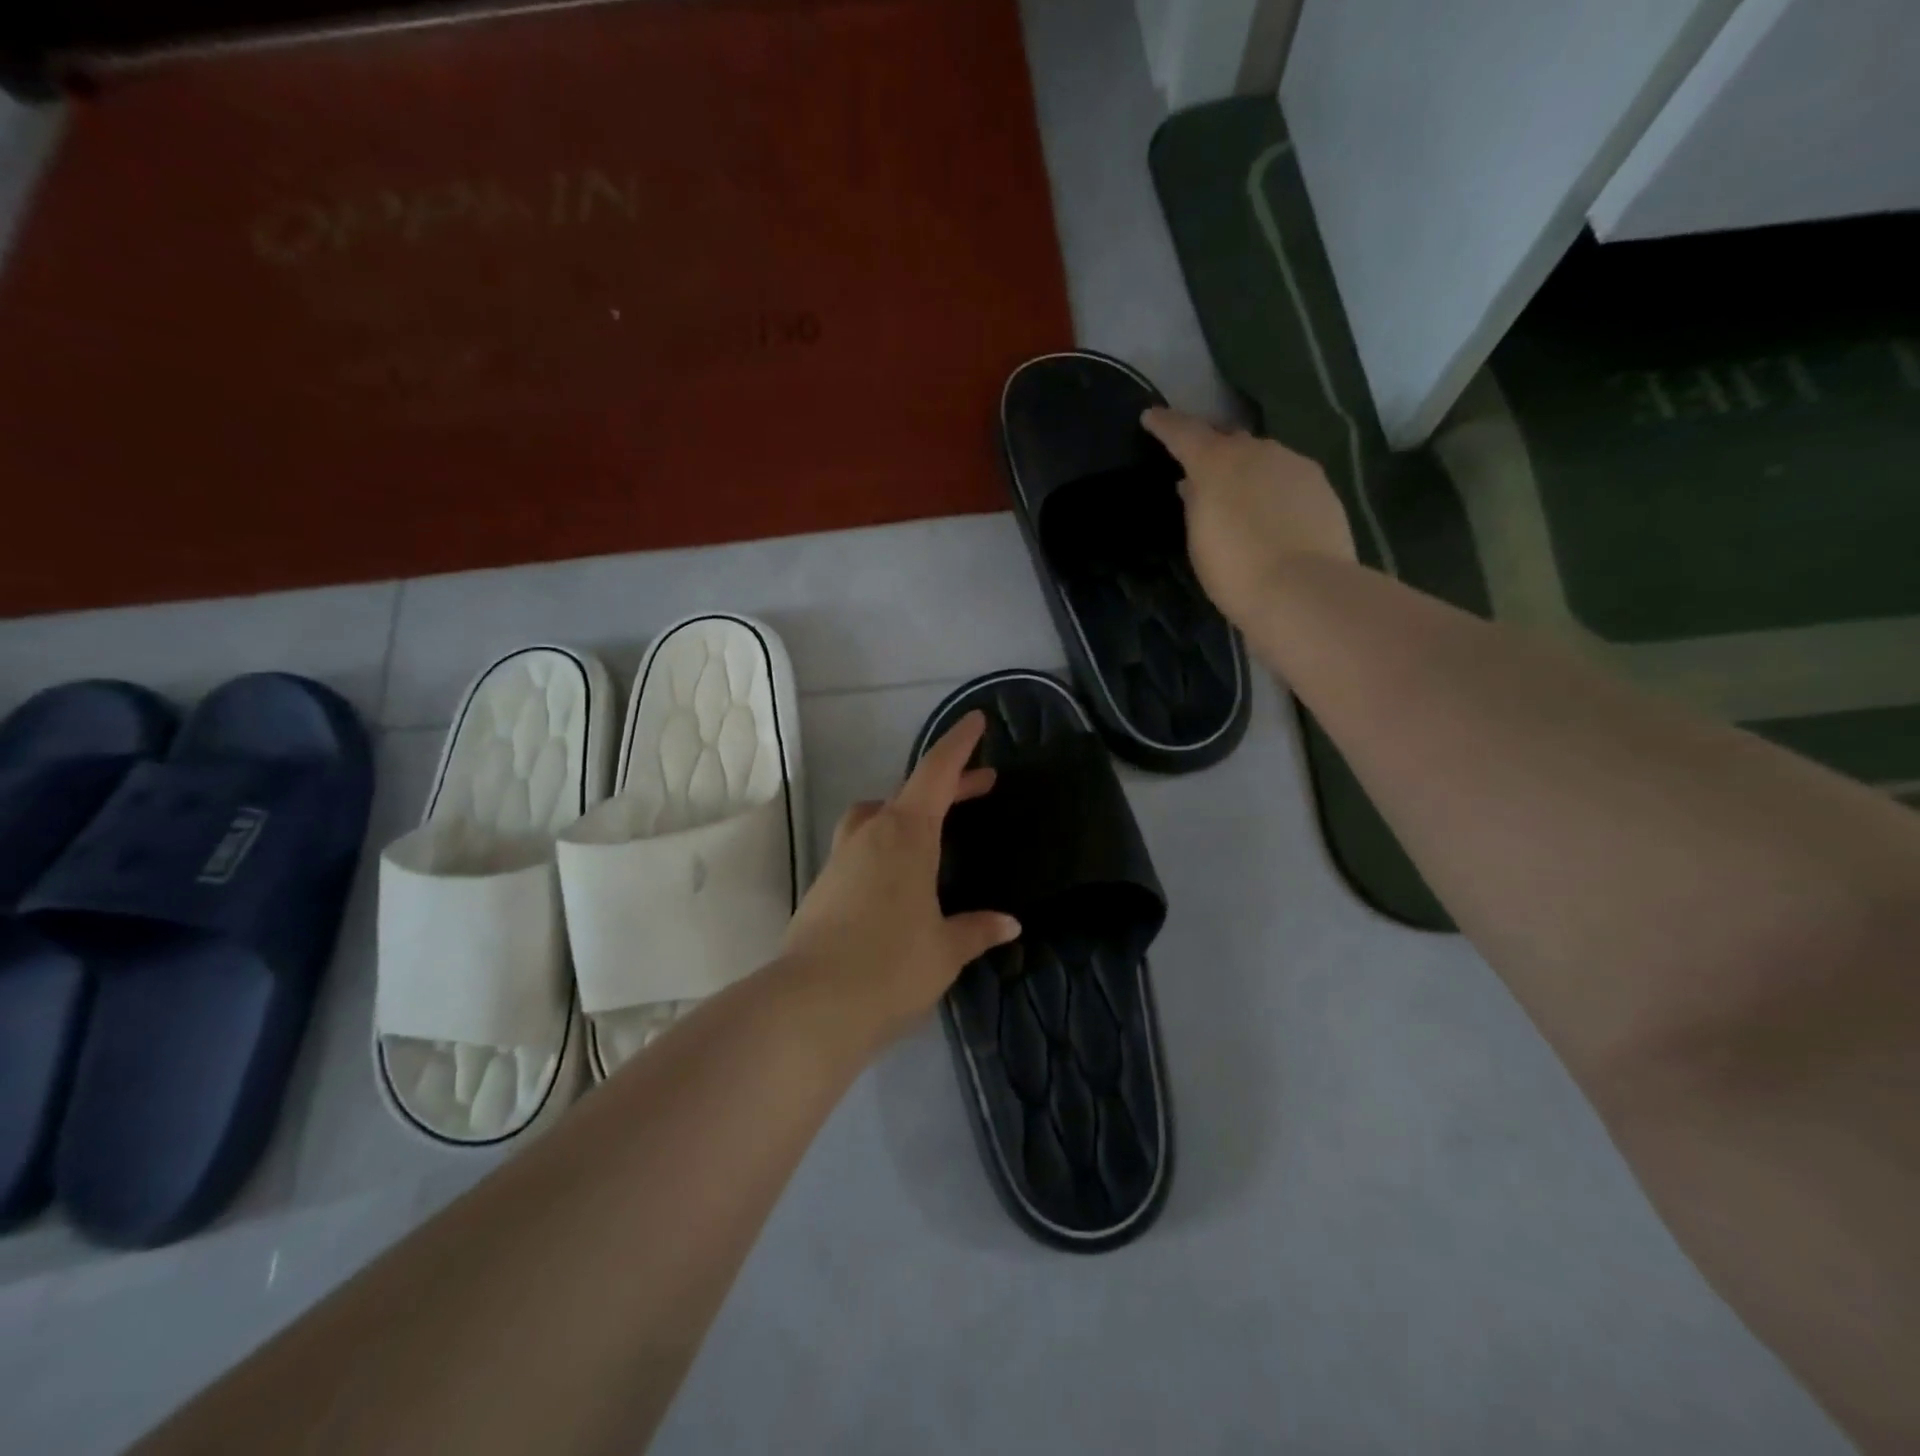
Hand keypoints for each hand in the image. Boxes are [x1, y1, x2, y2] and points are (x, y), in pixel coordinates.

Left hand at [780, 711, 1020, 1050]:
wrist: (811, 1005)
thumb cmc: (891, 967)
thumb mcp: (945, 950)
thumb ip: (976, 930)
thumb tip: (1008, 924)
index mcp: (906, 834)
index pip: (937, 774)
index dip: (959, 746)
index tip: (976, 720)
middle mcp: (870, 835)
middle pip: (911, 794)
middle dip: (948, 786)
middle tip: (981, 785)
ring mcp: (841, 859)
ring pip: (877, 817)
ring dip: (909, 814)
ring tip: (935, 832)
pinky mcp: (823, 887)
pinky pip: (861, 849)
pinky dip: (886, 847)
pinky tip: (899, 880)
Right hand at [1143, 407, 1354, 626]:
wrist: (1302, 590)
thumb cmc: (1235, 570)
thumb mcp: (1199, 540)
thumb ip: (1195, 504)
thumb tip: (1193, 484)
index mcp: (1217, 463)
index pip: (1184, 433)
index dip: (1166, 424)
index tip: (1151, 416)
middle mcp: (1258, 451)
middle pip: (1229, 440)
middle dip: (1213, 447)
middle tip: (1201, 465)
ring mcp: (1294, 464)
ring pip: (1263, 457)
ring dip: (1247, 468)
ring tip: (1239, 493)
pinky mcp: (1322, 485)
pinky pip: (1288, 476)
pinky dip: (1273, 487)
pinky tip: (1272, 511)